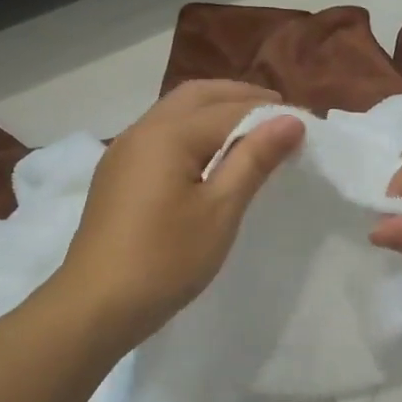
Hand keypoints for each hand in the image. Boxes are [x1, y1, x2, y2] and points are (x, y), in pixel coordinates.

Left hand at [58, 80, 303, 348]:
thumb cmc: (166, 259)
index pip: (230, 109)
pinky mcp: (116, 174)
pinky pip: (160, 135)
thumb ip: (253, 159)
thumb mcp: (220, 210)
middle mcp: (142, 130)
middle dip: (239, 97)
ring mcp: (123, 152)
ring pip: (174, 112)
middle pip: (196, 96)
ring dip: (213, 111)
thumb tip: (290, 120)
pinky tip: (207, 156)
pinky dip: (191, 130)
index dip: (269, 113)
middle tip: (278, 114)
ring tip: (249, 132)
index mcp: (168, 134)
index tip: (305, 125)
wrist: (96, 305)